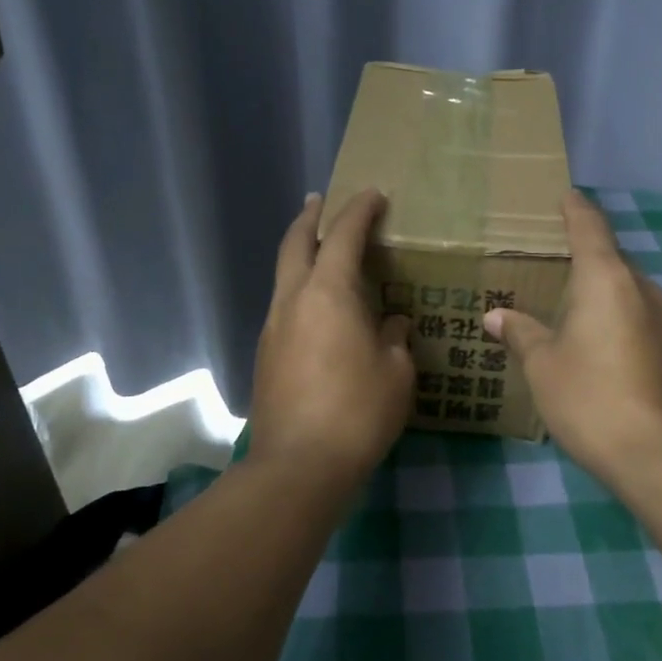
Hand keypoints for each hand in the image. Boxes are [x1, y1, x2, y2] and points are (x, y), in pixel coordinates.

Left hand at [249, 189, 414, 481]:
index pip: (344, 235)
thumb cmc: (357, 412)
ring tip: (321, 251)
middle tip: (321, 200)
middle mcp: (293, 299)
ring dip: (300, 253)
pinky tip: (318, 308)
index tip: (374, 194)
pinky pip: (284, 305)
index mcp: (328, 292)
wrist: (298, 465)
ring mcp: (273, 326)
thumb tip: (391, 322)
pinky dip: (299, 289)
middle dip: (310, 217)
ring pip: (283, 274)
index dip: (359, 209)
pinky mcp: (265, 354)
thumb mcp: (396, 372)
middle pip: (295, 242)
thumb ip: (395, 337)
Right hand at [484, 189, 661, 483]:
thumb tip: (496, 316)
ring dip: (602, 294)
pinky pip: (642, 320)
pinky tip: (600, 348)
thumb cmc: (591, 399)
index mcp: (608, 280)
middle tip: (551, 266)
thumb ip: (521, 333)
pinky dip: (619, 321)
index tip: (565, 196)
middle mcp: (645, 290)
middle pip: (612, 261)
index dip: (576, 210)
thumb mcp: (543, 366)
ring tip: (570, 311)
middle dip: (584, 259)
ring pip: (629, 293)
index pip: (590, 228)